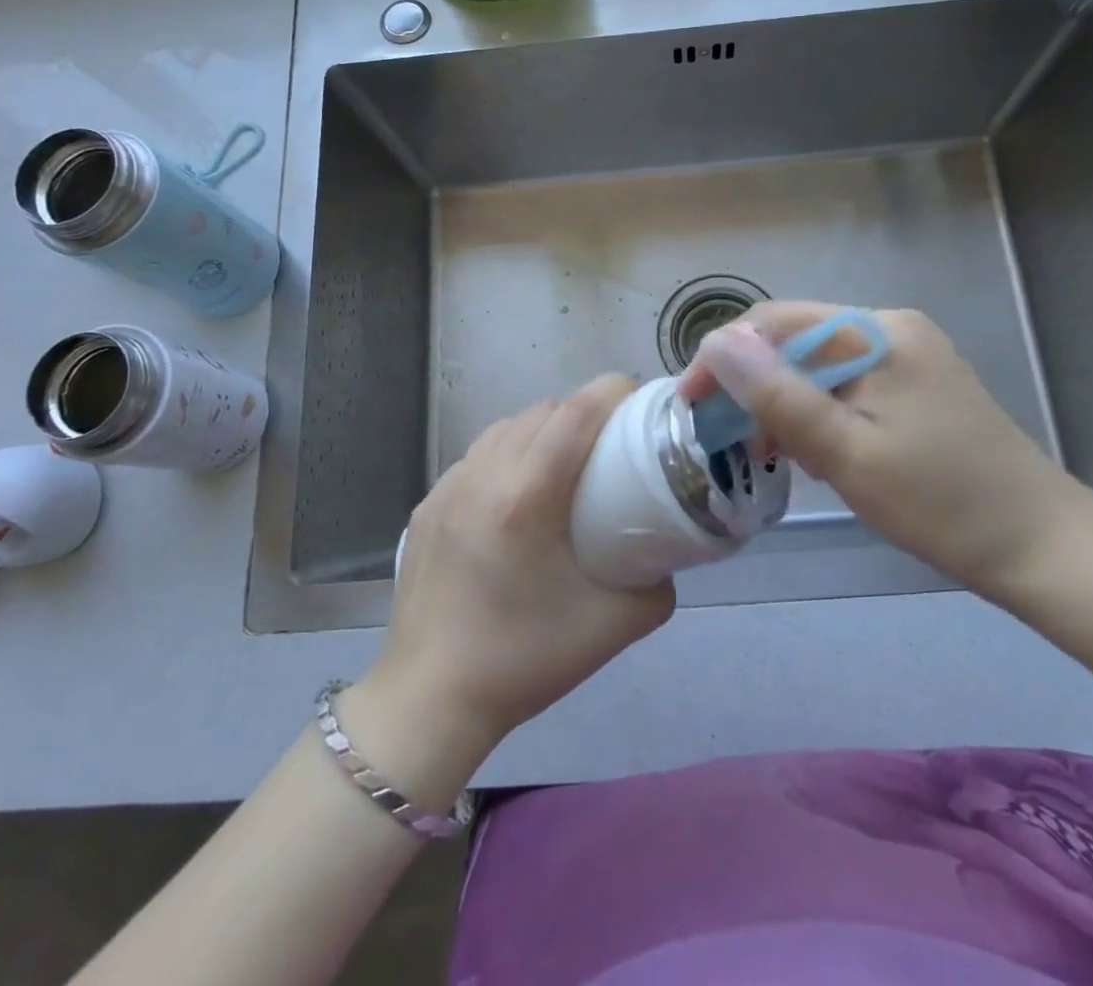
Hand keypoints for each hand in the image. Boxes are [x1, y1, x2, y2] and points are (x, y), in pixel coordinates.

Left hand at [350, 375, 674, 798]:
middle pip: (541, 411)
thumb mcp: (611, 628)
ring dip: (541, 430)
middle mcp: (482, 476)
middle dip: (581, 411)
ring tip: (562, 466)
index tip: (639, 401)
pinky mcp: (426, 506)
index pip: (575, 413)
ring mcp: (447, 488)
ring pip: (504, 428)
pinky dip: (505, 455)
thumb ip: (655, 587)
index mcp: (525, 496)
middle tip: (608, 444)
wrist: (429, 701)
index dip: (612, 391)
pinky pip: (476, 457)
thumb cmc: (522, 660)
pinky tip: (515, 497)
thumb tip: (665, 560)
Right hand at [679, 303, 1092, 597]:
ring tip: (769, 453)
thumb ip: (780, 395)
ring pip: (819, 365)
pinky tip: (813, 453)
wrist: (1042, 546)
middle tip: (728, 438)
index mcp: (877, 332)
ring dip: (785, 402)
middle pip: (797, 341)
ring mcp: (908, 356)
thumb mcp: (846, 453)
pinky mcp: (917, 385)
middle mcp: (892, 329)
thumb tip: (717, 341)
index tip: (691, 404)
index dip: (725, 356)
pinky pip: (847, 385)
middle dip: (754, 384)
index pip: (777, 322)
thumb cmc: (940, 502)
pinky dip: (819, 413)